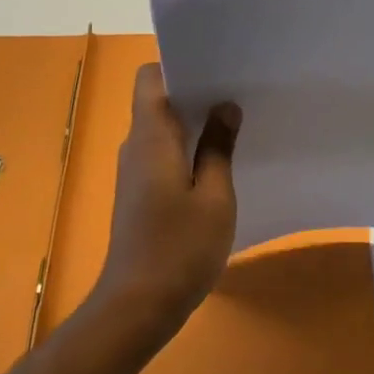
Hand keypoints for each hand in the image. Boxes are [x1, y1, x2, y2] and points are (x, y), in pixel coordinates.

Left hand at [89, 63, 240, 350]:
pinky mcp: (139, 194)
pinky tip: (218, 162)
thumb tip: (225, 106)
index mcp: (150, 137)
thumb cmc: (178, 248)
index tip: (216, 67)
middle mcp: (136, 146)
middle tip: (238, 90)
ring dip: (194, 122)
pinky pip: (163, 154)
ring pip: (163, 128)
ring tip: (235, 121)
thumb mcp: (214, 196)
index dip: (179, 65)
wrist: (136, 309)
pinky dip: (187, 148)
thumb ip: (218, 147)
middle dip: (196, 92)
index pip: (150, 78)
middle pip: (159, 100)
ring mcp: (135, 171)